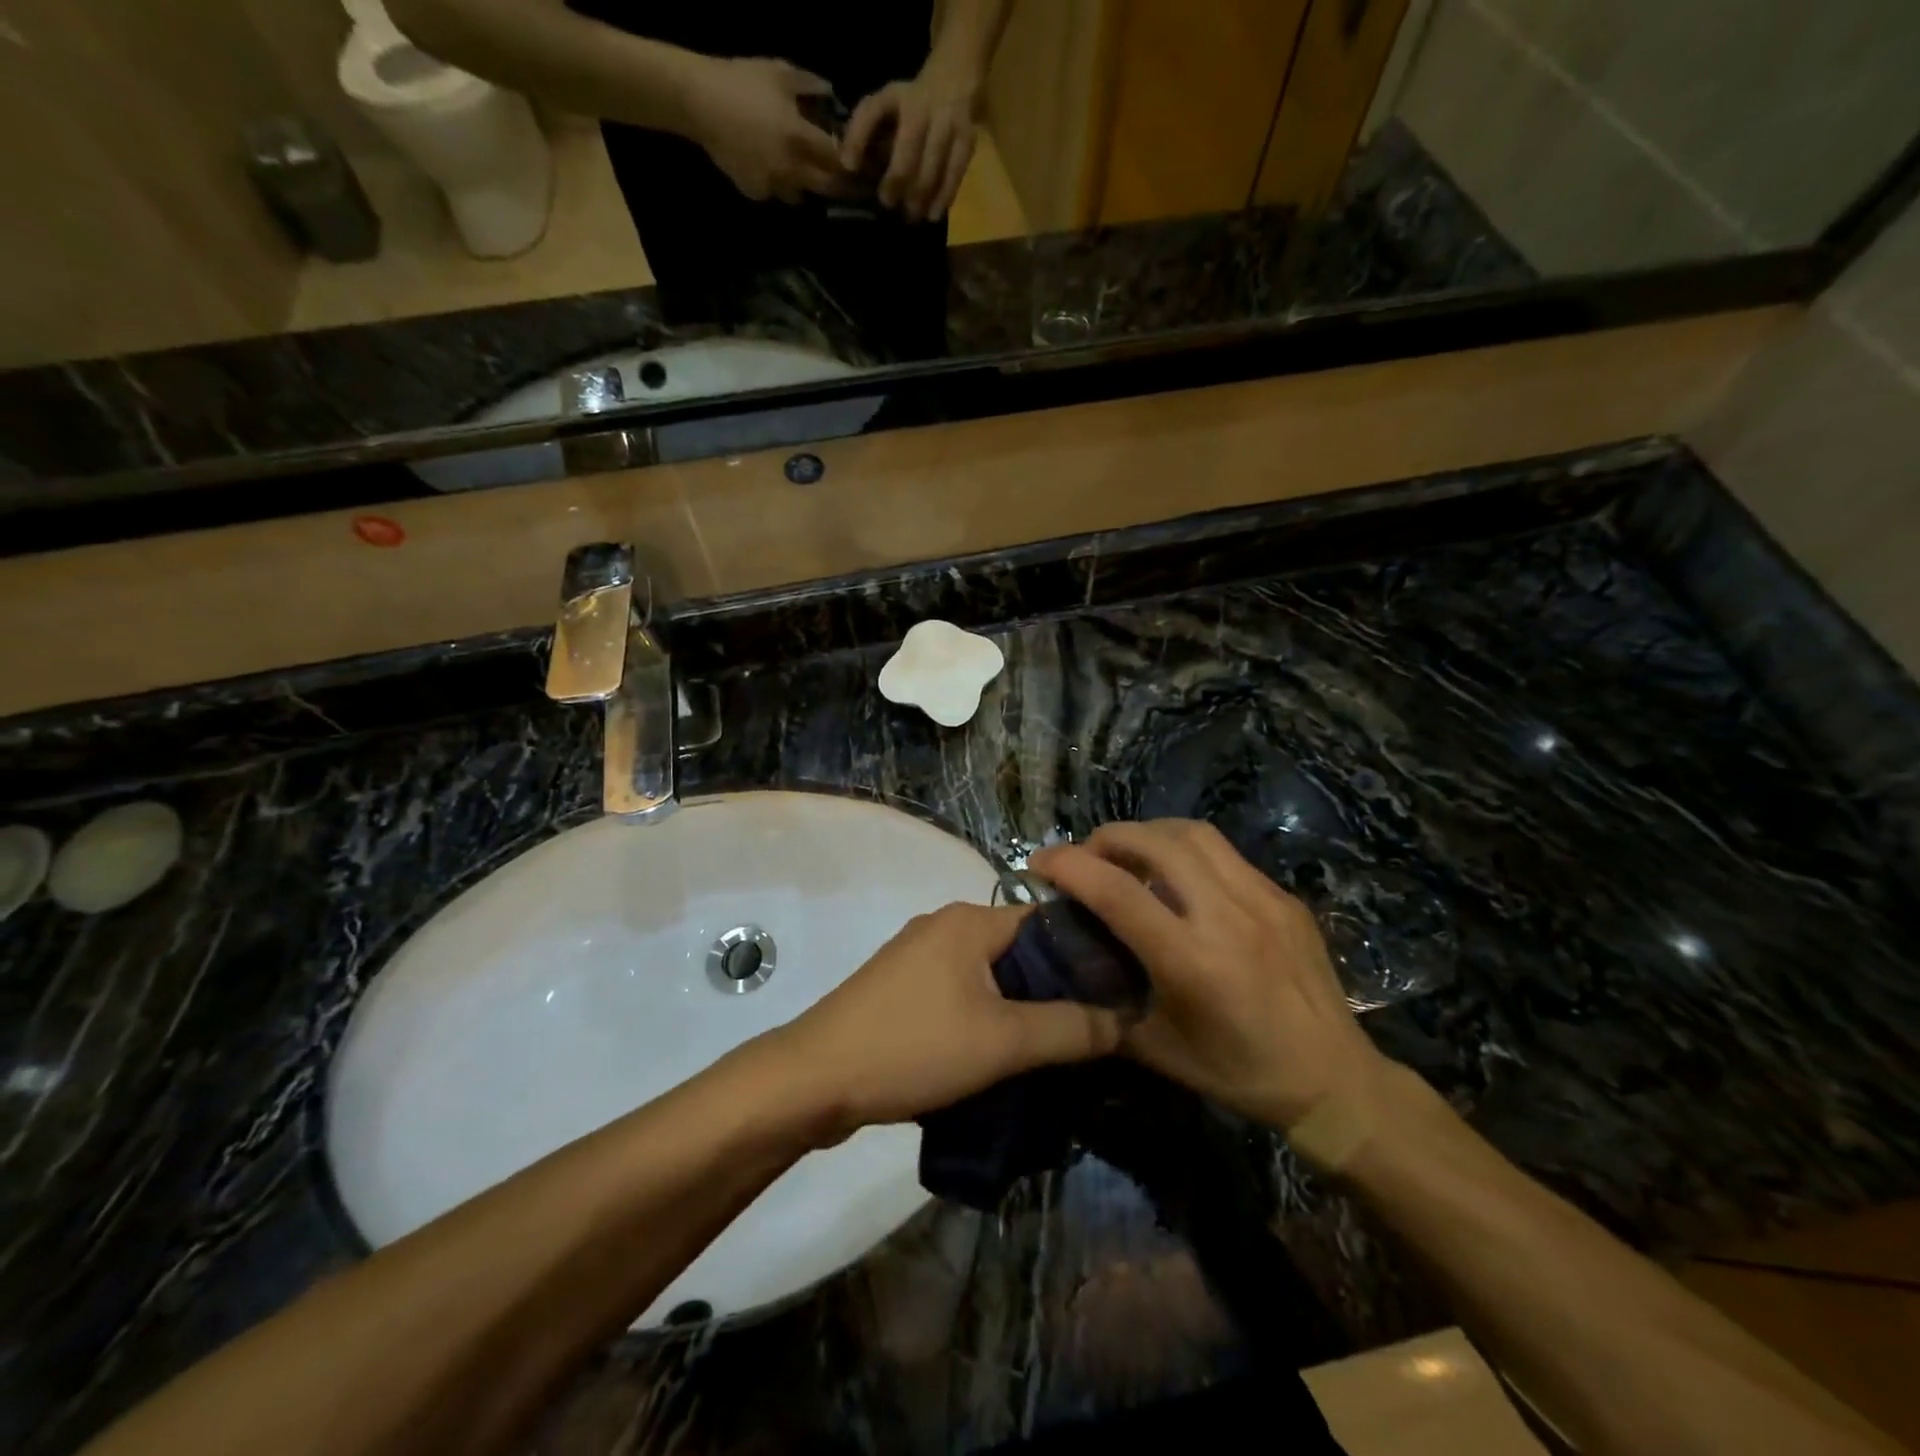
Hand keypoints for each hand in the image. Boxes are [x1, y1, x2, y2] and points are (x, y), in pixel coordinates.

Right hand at [684, 57, 853, 203]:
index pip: (838, 160)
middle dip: (840, 185)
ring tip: (804, 171)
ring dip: (806, 185)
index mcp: (799, 138)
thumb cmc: (740, 80)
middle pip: (827, 188)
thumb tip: (832, 94)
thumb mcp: (779, 72)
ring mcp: (773, 184)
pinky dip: (779, 184)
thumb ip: (810, 85)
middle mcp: (791, 168)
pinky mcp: (756, 192)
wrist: (698, 101)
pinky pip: (776, 193)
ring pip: (801, 194)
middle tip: (848, 181)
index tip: (866, 165)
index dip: (854, 164)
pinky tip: (771, 166)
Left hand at [771, 903, 1122, 1139]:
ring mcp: (918, 957)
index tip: (1119, 995)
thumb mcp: (1003, 1042)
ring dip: (1020, 1008)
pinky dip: (986, 1018)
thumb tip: (1125, 1018)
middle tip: (1091, 1033)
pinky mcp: (901, 990)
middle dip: (1055, 989)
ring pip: (990, 976)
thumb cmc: (913, 1047)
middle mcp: (944, 926)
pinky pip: (960, 994)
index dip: (1087, 955)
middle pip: (1020, 950)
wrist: (813, 1079)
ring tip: (1054, 1051)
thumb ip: (1070, 1028)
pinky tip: (1001, 1056)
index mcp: (970, 920)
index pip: (1049, 921)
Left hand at [841, 61, 980, 220]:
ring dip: (920, 195)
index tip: (849, 168)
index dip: (858, 139)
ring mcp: (947, 121)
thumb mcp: (885, 105)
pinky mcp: (967, 139)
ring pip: (932, 164)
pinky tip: (933, 213)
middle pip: (908, 147)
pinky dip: (944, 196)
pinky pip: (954, 172)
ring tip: (911, 215)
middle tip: (888, 203)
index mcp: (895, 96)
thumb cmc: (910, 104)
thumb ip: (866, 131)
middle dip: (896, 179)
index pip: (871, 111)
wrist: (954, 79)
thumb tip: (849, 168)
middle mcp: (922, 105)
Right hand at [1031, 821, 1391, 1134]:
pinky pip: (1224, 854)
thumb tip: (1069, 973)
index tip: (1040, 861)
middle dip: (1108, 837)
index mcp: (1192, 961)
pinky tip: (1179, 878)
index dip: (1070, 866)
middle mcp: (1227, 917)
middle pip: (1156, 842)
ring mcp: (1262, 900)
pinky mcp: (1284, 897)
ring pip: (1194, 834)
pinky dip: (1186, 851)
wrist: (1334, 1080)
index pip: (1117, 892)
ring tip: (1129, 855)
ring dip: (1148, 834)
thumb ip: (1106, 1007)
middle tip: (1087, 856)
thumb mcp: (1159, 1051)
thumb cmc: (1239, 1073)